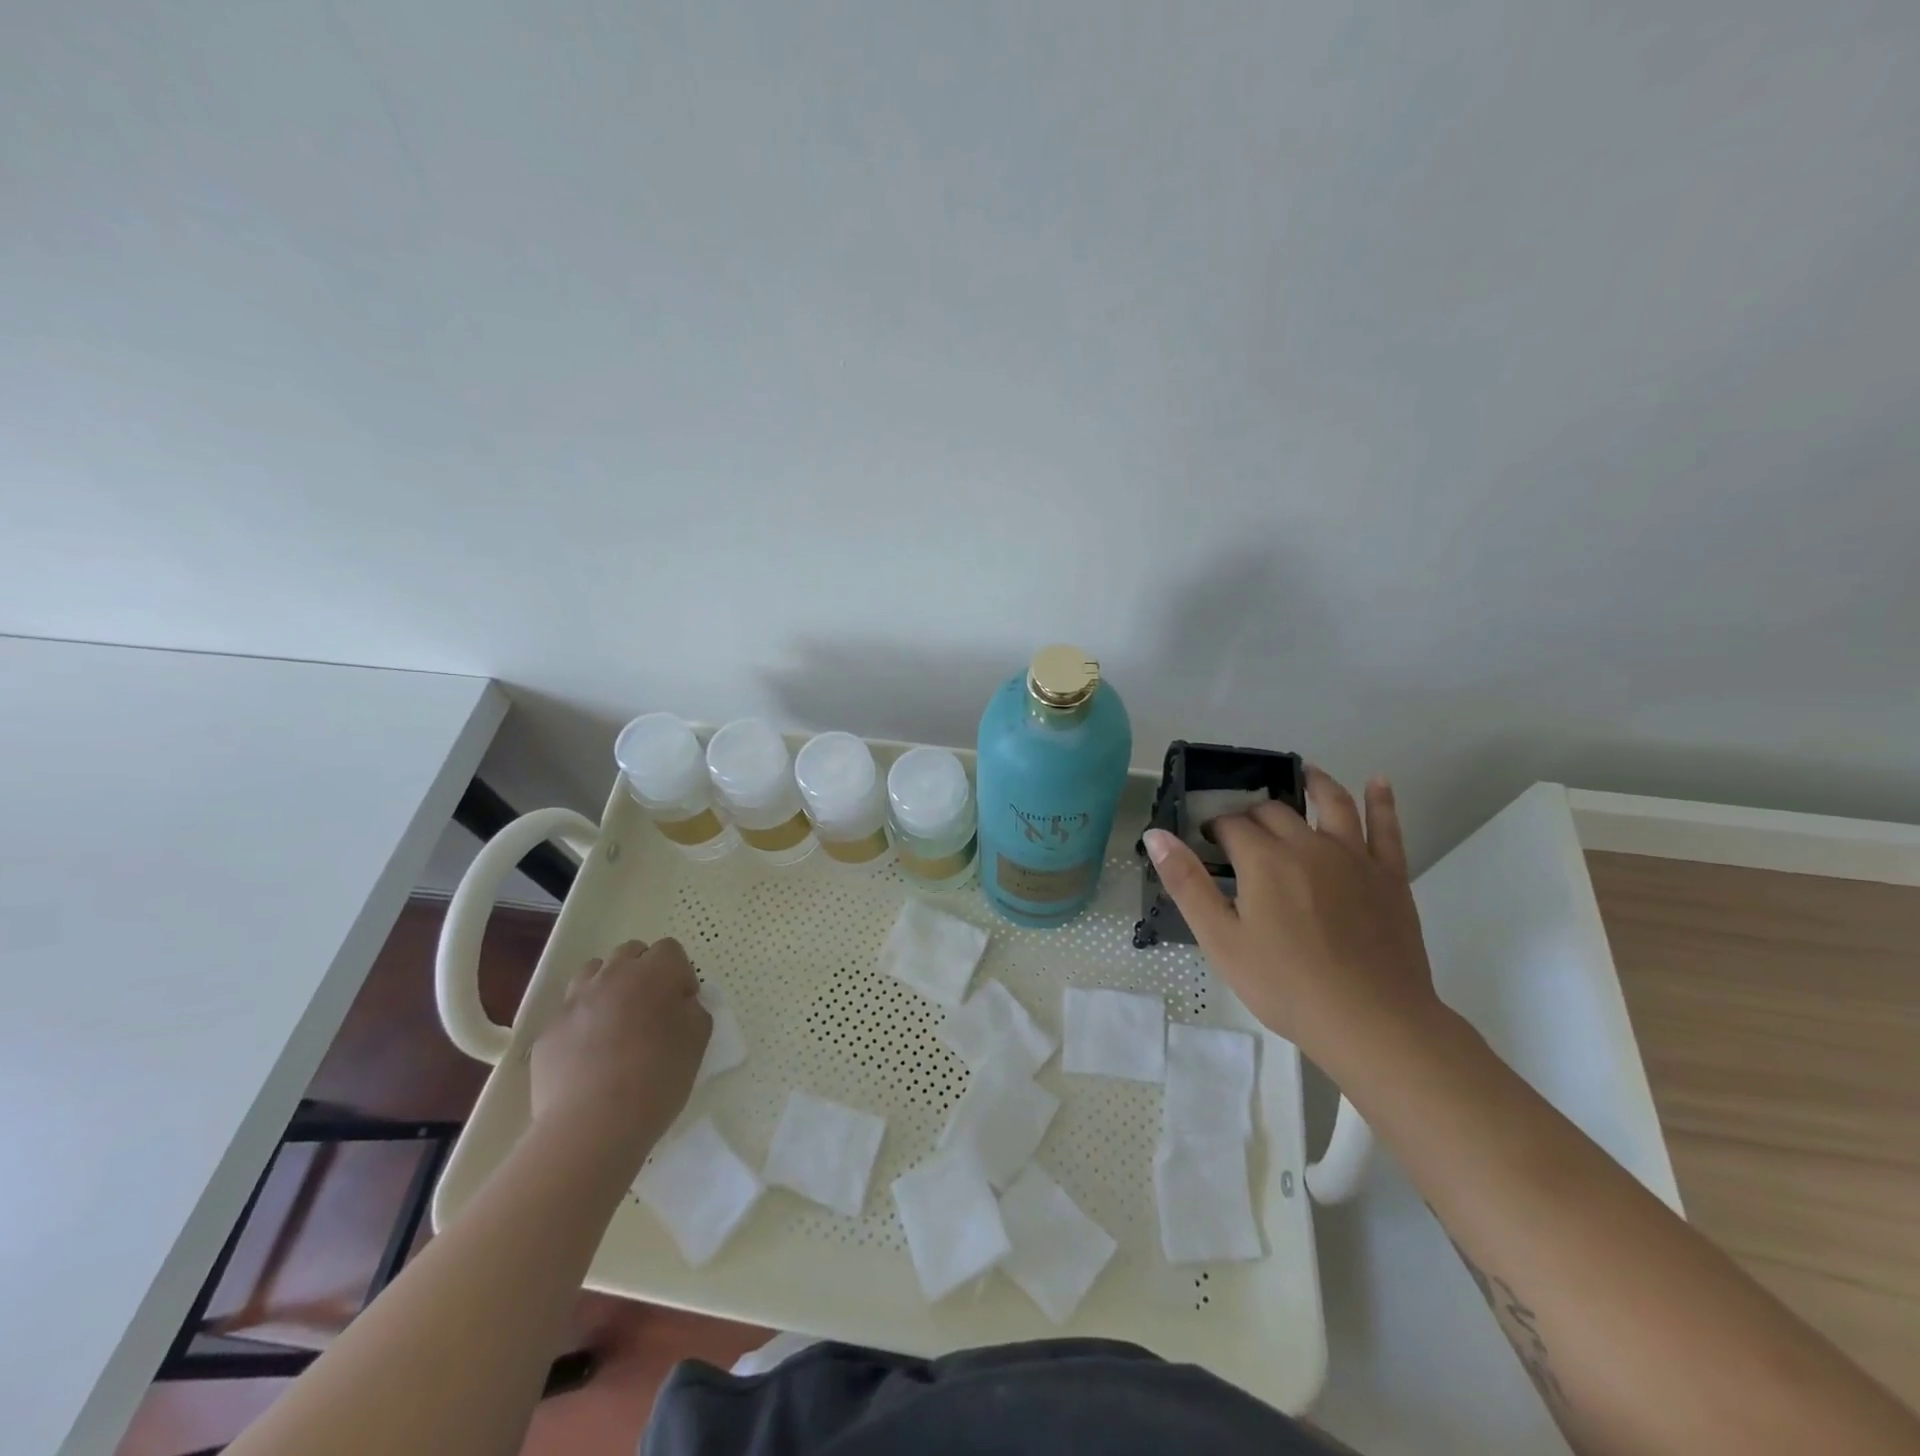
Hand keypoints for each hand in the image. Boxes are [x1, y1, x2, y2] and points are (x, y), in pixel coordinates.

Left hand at [530, 938, 709, 1162]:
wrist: (592, 1126)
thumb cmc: (657, 1079)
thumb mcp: (698, 1041)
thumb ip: (694, 1010)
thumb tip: (680, 1004)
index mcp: (654, 973)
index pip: (670, 949)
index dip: (680, 974)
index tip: (682, 1005)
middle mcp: (612, 975)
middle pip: (630, 952)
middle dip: (643, 972)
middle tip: (651, 1009)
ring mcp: (575, 1001)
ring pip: (593, 973)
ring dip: (608, 986)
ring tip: (615, 1022)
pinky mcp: (549, 1031)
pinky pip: (570, 1012)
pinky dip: (582, 1022)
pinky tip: (589, 1055)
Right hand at [1142, 768, 1441, 1067]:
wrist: (1372, 1022)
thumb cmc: (1285, 985)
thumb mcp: (1221, 940)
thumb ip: (1187, 883)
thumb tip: (1157, 834)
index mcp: (1264, 860)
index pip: (1232, 825)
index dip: (1215, 829)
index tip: (1208, 843)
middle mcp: (1308, 845)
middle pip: (1275, 812)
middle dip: (1253, 813)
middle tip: (1242, 831)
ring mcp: (1354, 857)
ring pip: (1332, 804)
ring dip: (1316, 784)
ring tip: (1306, 772)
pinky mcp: (1390, 876)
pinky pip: (1386, 828)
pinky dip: (1381, 801)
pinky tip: (1378, 782)